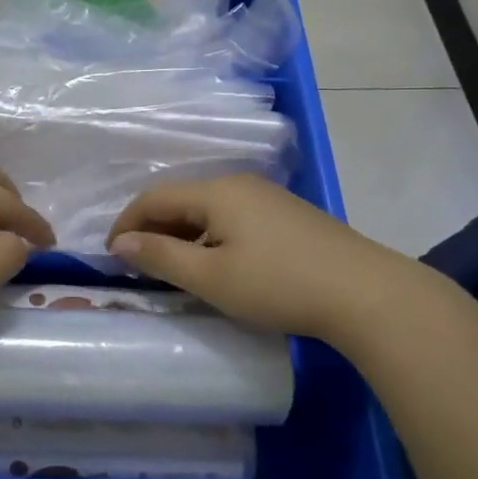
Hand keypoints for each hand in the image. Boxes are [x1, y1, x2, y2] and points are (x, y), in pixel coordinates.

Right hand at [106, 174, 431, 344]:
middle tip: (138, 264)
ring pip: (208, 210)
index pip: (154, 197)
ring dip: (182, 235)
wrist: (367, 294)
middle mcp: (239, 184)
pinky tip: (218, 264)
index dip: (127, 223)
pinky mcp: (288, 217)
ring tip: (173, 268)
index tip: (110, 255)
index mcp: (217, 191)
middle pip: (181, 200)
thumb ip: (161, 256)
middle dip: (153, 229)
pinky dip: (210, 238)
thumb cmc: (279, 284)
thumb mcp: (211, 277)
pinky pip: (233, 218)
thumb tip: (120, 242)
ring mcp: (267, 198)